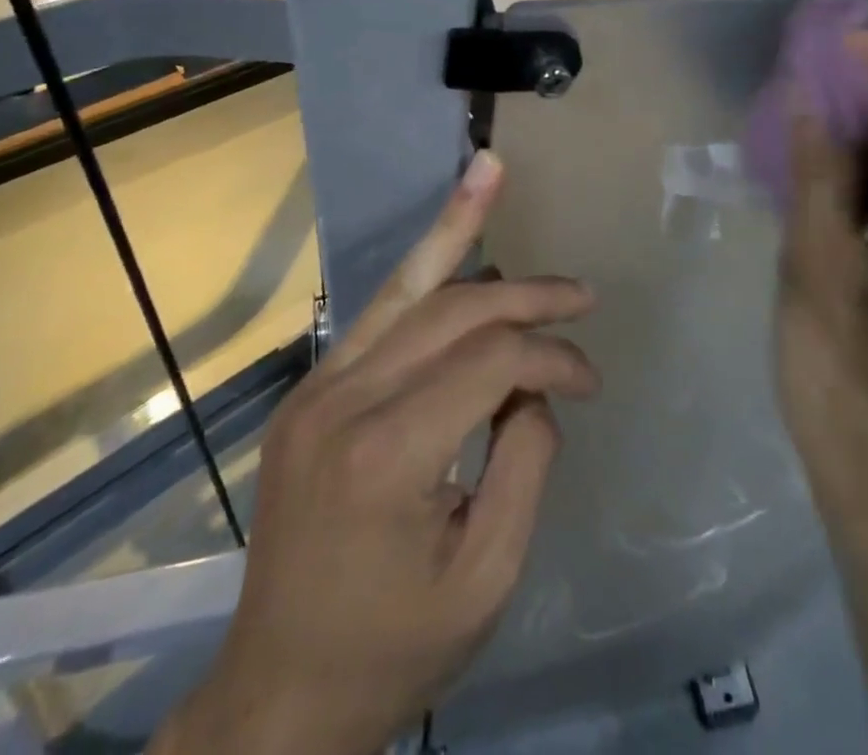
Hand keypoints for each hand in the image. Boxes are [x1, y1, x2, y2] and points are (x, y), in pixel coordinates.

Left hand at [153, 151, 599, 754]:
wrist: (277, 695)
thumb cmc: (393, 649)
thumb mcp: (488, 575)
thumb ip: (526, 460)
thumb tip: (535, 384)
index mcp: (389, 454)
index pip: (492, 361)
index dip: (552, 357)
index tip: (590, 381)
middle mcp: (343, 400)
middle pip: (452, 309)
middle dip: (526, 295)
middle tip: (580, 295)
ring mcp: (317, 388)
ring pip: (405, 286)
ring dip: (456, 229)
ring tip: (490, 172)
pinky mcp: (310, 390)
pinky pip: (380, 314)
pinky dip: (423, 269)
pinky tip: (451, 233)